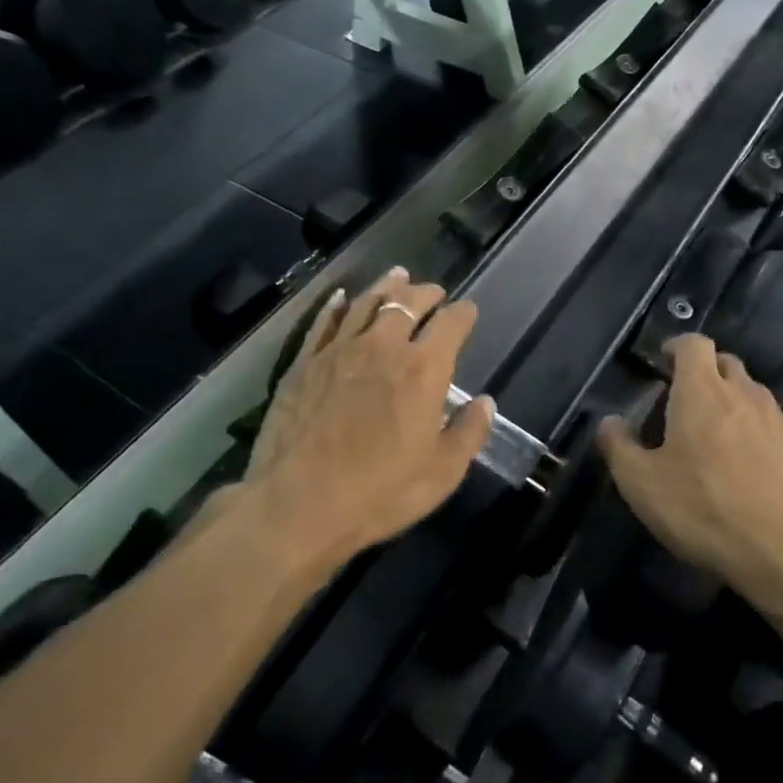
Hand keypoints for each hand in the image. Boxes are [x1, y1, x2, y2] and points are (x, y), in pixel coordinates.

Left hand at [242, 267, 493, 567]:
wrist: (297, 505)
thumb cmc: (379, 493)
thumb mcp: (442, 473)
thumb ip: (469, 432)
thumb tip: (485, 402)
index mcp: (424, 369)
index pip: (451, 323)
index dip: (464, 313)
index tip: (468, 311)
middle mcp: (383, 346)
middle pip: (408, 303)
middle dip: (427, 293)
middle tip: (434, 292)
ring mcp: (339, 350)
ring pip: (367, 302)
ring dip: (386, 287)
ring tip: (397, 277)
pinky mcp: (304, 362)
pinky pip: (324, 321)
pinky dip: (337, 304)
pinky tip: (342, 297)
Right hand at [598, 334, 782, 603]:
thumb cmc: (704, 509)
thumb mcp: (641, 484)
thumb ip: (618, 446)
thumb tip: (609, 422)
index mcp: (702, 391)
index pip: (693, 343)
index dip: (676, 347)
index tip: (662, 363)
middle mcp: (743, 393)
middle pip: (724, 362)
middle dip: (704, 371)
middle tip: (683, 400)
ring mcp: (777, 420)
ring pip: (750, 392)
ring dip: (731, 401)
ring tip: (714, 436)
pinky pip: (771, 424)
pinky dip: (754, 431)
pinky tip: (745, 466)